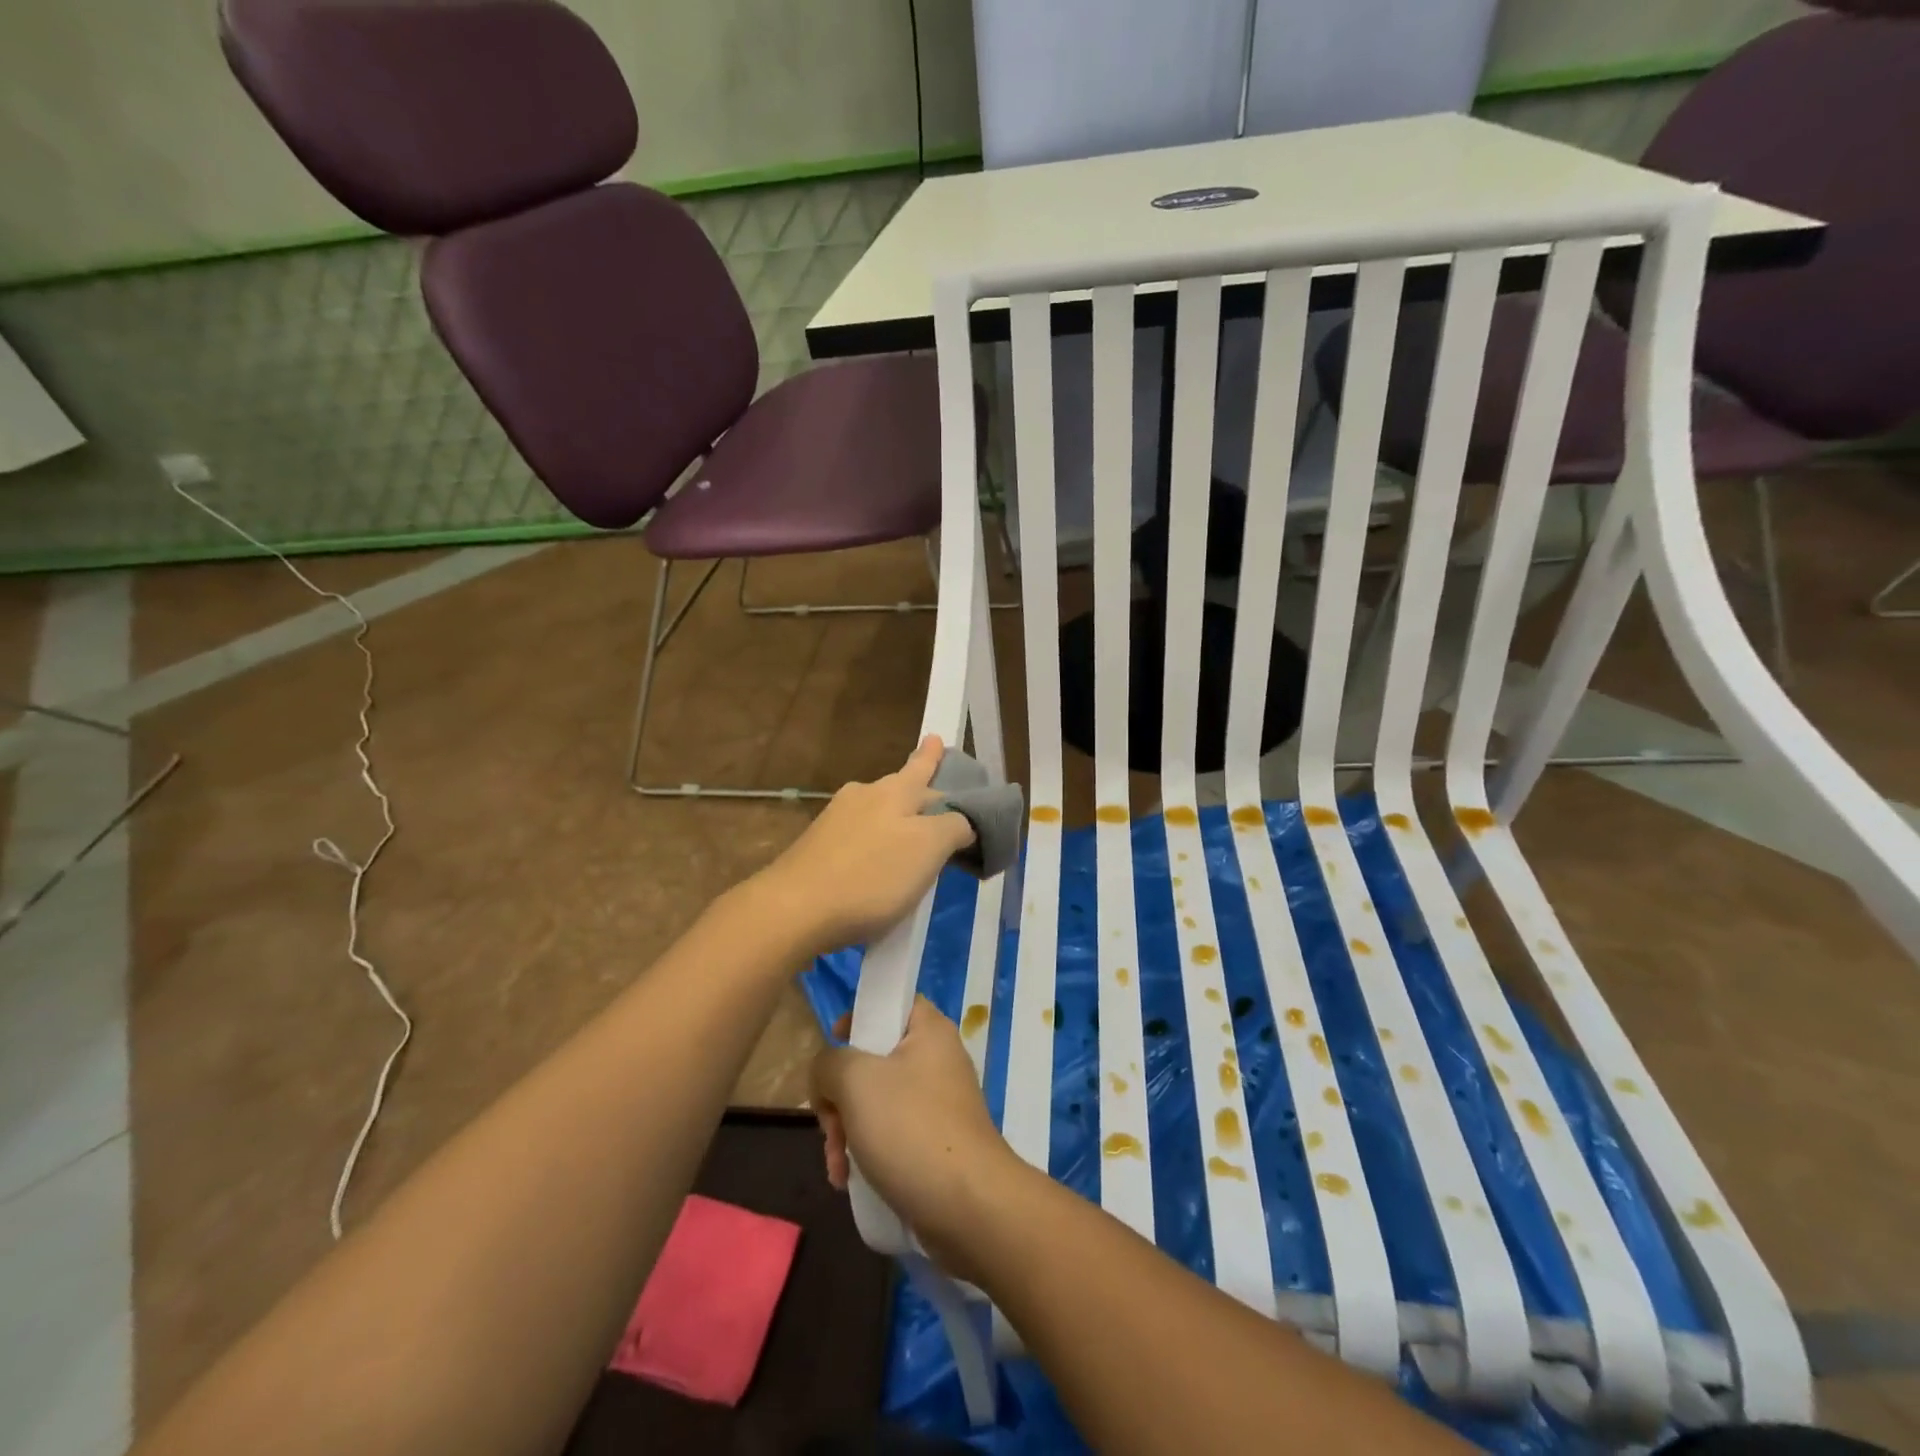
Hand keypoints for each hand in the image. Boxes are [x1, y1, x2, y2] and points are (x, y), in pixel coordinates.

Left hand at [748, 736, 975, 959]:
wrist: (794, 909)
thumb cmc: (871, 875)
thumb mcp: (929, 849)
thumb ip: (954, 828)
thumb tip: (963, 820)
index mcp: (893, 791)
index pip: (921, 767)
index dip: (933, 756)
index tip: (936, 737)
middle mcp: (862, 796)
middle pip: (900, 791)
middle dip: (920, 796)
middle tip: (941, 809)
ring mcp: (834, 822)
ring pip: (878, 815)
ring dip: (897, 824)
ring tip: (914, 841)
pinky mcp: (816, 850)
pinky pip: (859, 841)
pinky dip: (876, 848)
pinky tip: (879, 869)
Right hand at [811, 997, 1016, 1281]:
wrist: (967, 1207)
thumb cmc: (910, 1128)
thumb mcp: (855, 1080)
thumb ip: (828, 1063)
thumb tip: (828, 1075)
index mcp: (929, 1030)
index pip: (892, 1001)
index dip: (859, 1015)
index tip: (833, 1044)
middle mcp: (937, 1060)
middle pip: (874, 1058)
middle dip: (841, 1094)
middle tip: (830, 1122)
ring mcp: (937, 1104)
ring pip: (876, 1102)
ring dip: (847, 1130)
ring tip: (837, 1165)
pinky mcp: (935, 1144)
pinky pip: (890, 1135)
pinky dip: (867, 1153)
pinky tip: (849, 1182)